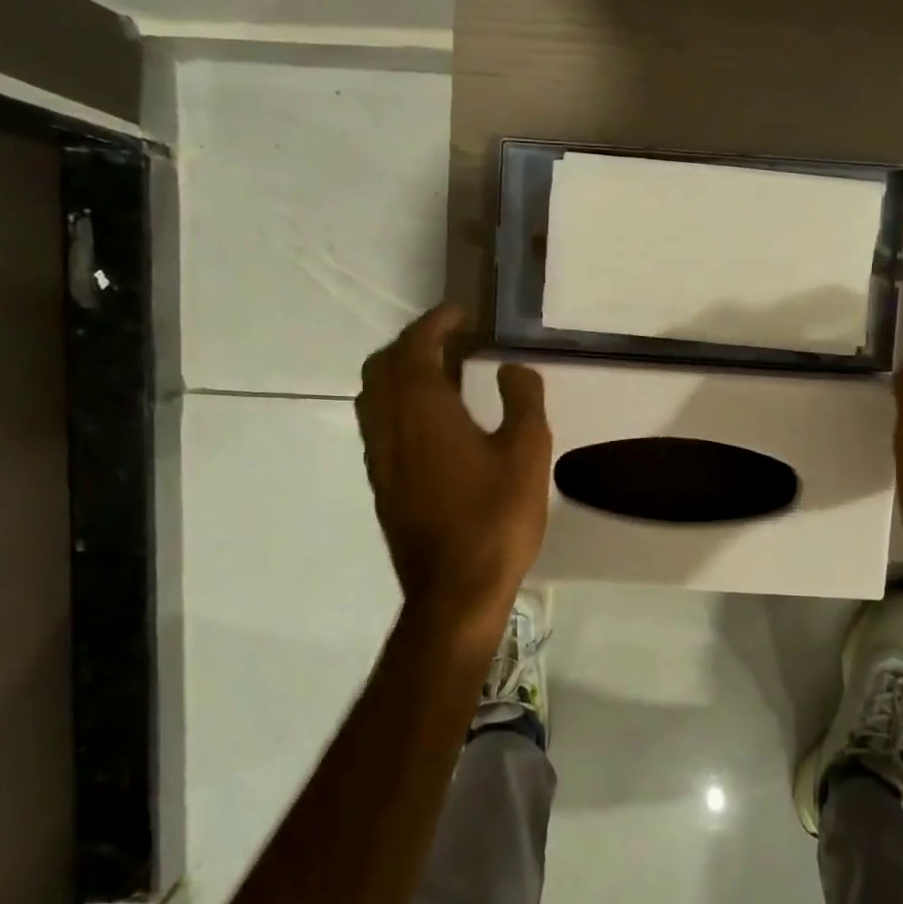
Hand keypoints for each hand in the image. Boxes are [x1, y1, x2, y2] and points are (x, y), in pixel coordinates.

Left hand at [356, 306, 552, 623]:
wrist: (455, 591)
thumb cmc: (496, 517)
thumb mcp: (527, 451)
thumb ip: (522, 398)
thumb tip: (511, 368)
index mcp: (422, 410)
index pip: (415, 348)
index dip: (435, 323)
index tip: (459, 313)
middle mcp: (390, 426)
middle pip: (383, 366)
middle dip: (412, 344)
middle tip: (450, 340)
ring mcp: (380, 457)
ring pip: (375, 396)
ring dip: (401, 373)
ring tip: (441, 373)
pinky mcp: (382, 484)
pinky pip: (380, 424)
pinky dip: (399, 403)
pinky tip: (433, 421)